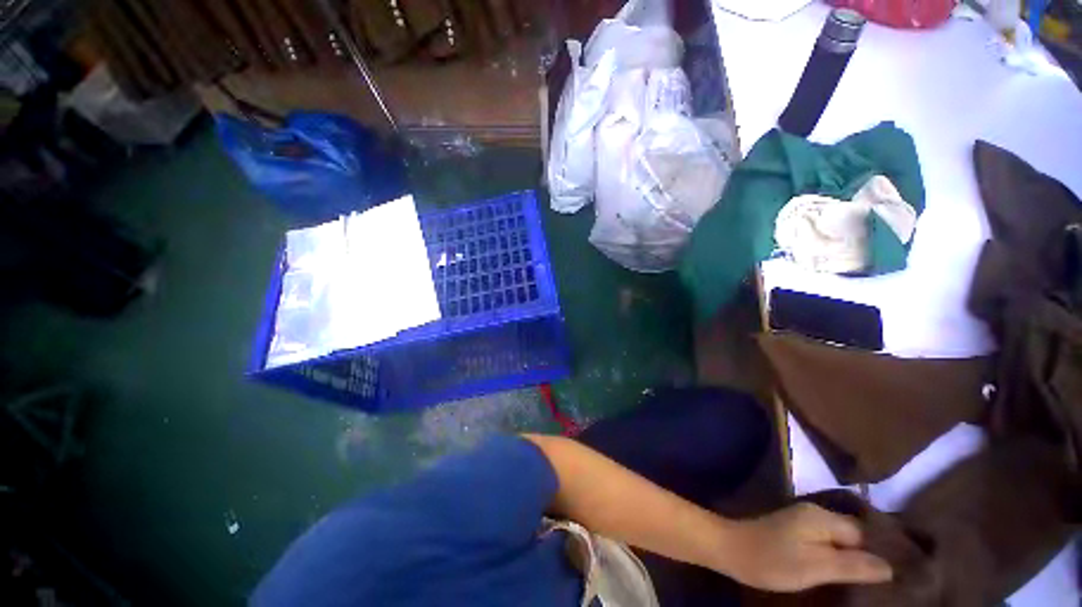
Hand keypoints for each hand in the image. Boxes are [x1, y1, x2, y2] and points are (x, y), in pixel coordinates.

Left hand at [718, 503, 893, 591]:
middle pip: (855, 534)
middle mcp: (815, 514)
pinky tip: (848, 573)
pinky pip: (827, 543)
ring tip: (878, 581)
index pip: (866, 533)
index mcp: (822, 517)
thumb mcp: (815, 566)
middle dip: (873, 555)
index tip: (907, 572)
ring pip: (841, 540)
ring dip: (857, 557)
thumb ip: (852, 565)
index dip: (885, 552)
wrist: (731, 549)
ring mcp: (803, 522)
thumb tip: (890, 566)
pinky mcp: (795, 533)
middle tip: (896, 580)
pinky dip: (840, 556)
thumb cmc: (772, 559)